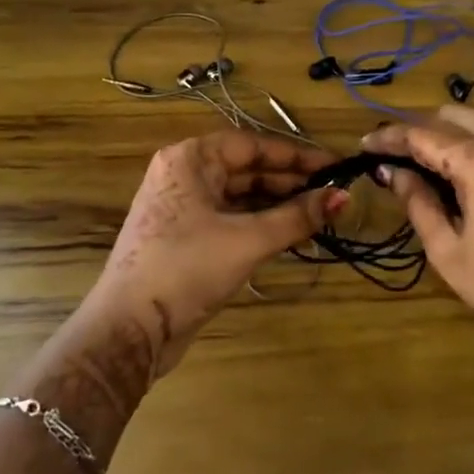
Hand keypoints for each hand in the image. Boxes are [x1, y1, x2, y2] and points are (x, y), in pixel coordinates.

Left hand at [91, 131, 344, 379]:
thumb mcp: (247, 240)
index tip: (335, 167)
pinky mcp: (186, 238)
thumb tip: (343, 197)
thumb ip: (296, 217)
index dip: (297, 156)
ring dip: (278, 205)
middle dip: (290, 183)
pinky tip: (290, 233)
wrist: (131, 328)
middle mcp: (184, 175)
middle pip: (247, 169)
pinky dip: (260, 224)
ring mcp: (183, 207)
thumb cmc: (187, 269)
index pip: (253, 145)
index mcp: (190, 159)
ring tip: (319, 215)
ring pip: (240, 196)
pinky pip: (231, 219)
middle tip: (333, 195)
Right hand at [362, 107, 473, 379]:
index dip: (390, 137)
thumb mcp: (450, 253)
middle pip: (455, 115)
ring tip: (433, 163)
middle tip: (399, 155)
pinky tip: (473, 173)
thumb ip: (418, 203)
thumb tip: (395, 172)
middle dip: (422, 129)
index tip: (366, 145)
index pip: (424, 134)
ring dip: (455, 134)